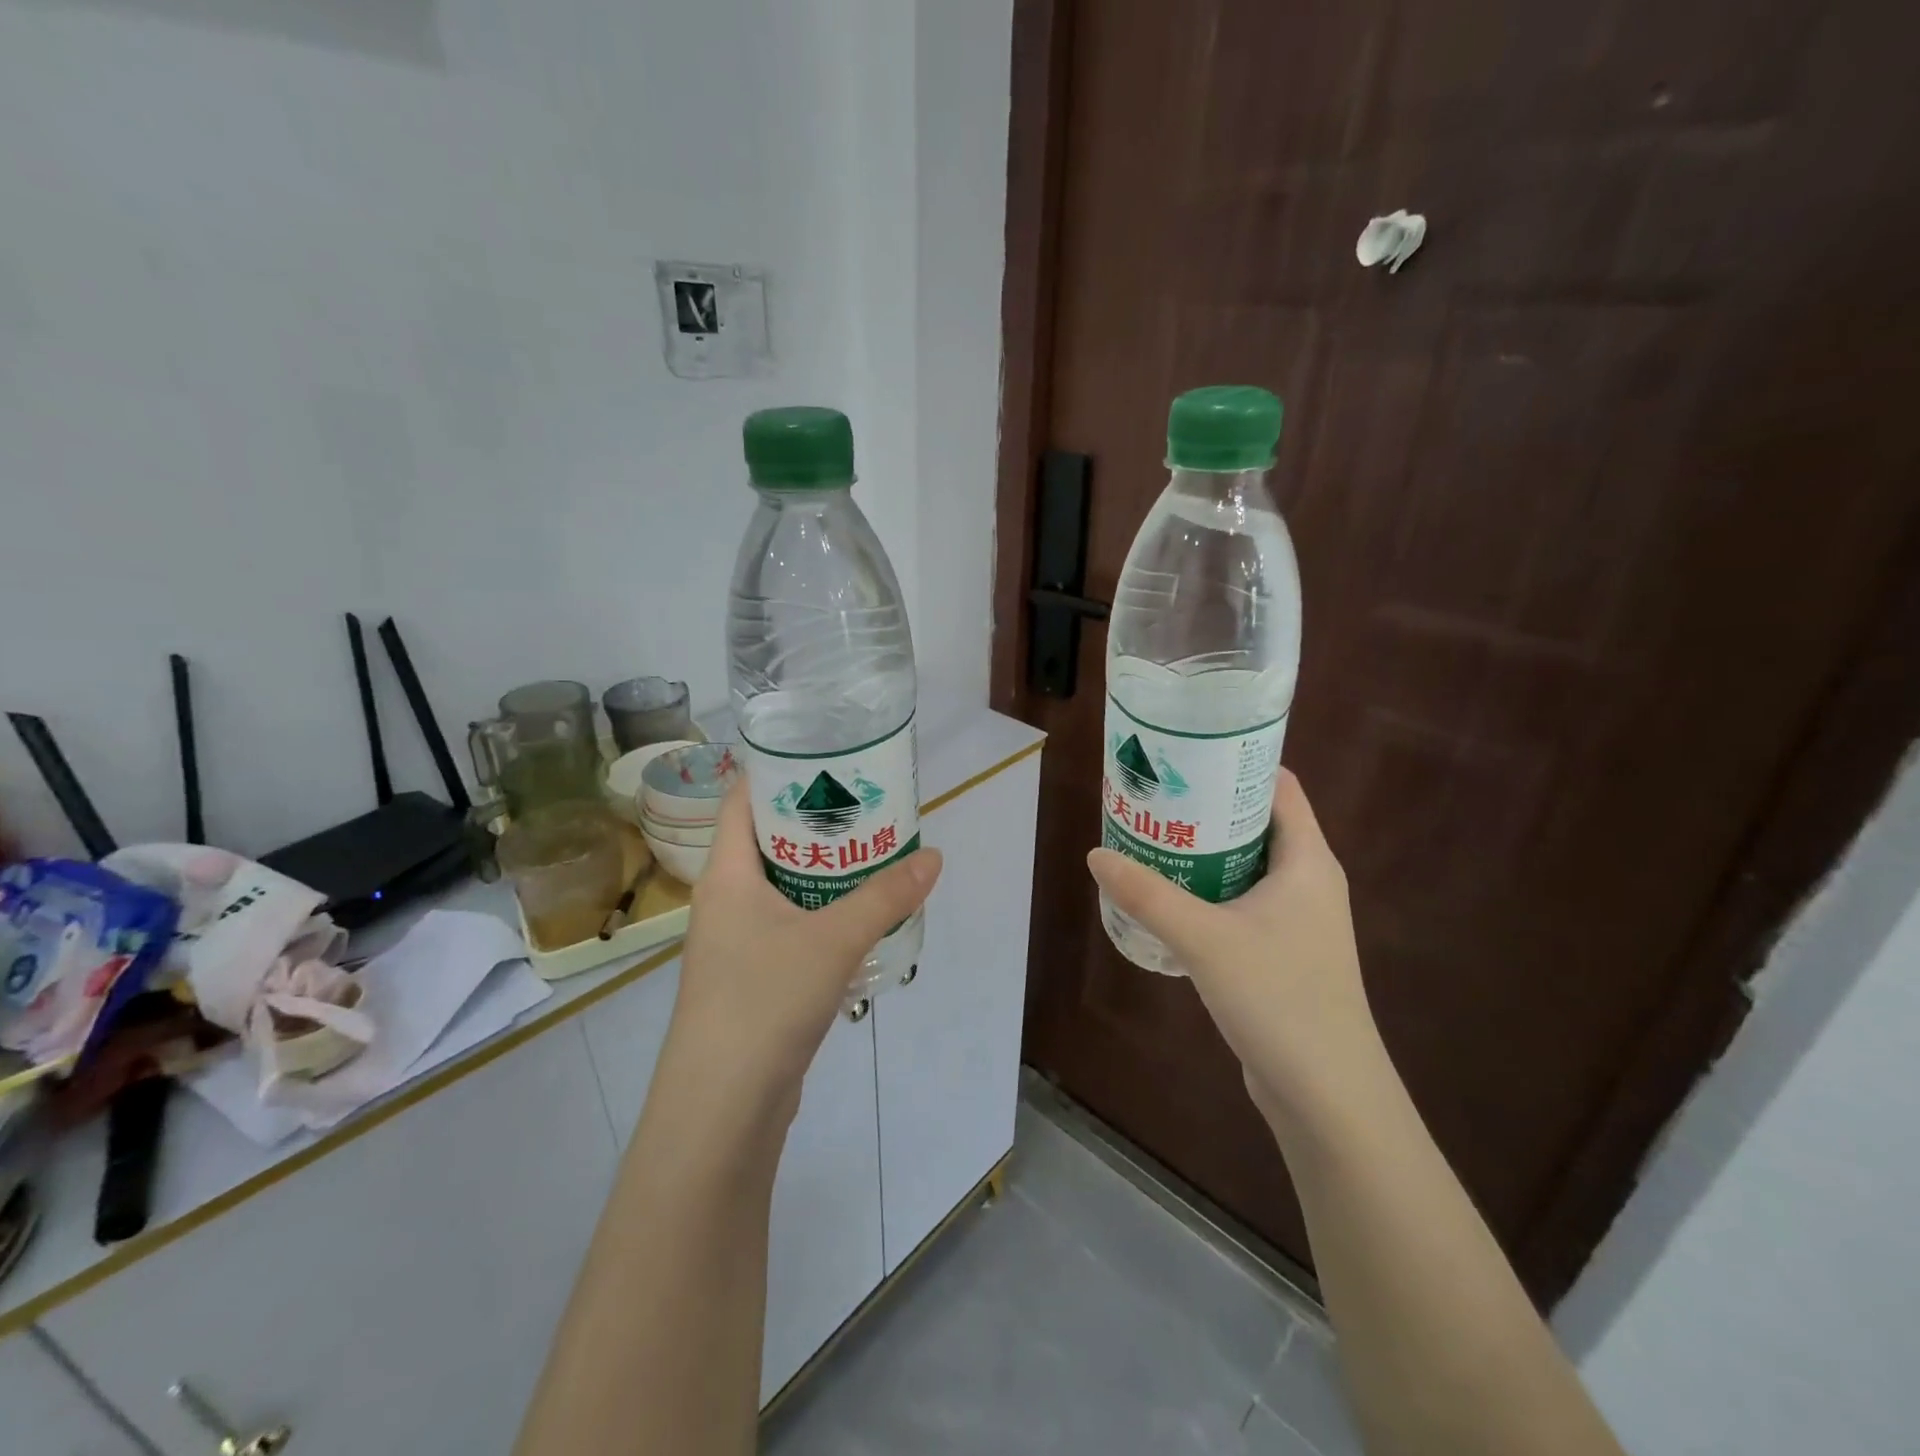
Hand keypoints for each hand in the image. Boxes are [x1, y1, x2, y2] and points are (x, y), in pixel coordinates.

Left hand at [663, 779, 942, 1126]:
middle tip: (867, 806)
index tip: (827, 760)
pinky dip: (823, 914)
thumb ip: (885, 897)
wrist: (722, 1108)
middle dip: (817, 823)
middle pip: (768, 842)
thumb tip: (933, 856)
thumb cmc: (763, 1001)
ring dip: (824, 872)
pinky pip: (790, 927)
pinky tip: (861, 918)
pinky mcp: (754, 979)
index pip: (743, 800)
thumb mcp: (833, 940)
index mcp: (727, 875)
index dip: (778, 773)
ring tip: (873, 854)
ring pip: (783, 888)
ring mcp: (737, 943)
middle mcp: (726, 901)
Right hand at [1087, 770, 1381, 1127]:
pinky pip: (1242, 902)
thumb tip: (1096, 854)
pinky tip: (1169, 899)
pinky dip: (1209, 890)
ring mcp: (1298, 920)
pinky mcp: (1284, 952)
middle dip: (1207, 807)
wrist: (1328, 1095)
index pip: (1278, 787)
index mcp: (1307, 861)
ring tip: (1152, 839)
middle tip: (1154, 797)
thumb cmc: (1279, 999)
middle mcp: (1309, 881)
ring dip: (1204, 852)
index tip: (1185, 754)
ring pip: (1247, 865)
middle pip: (1257, 822)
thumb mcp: (1204, 939)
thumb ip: (1148, 895)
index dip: (1236, 763)